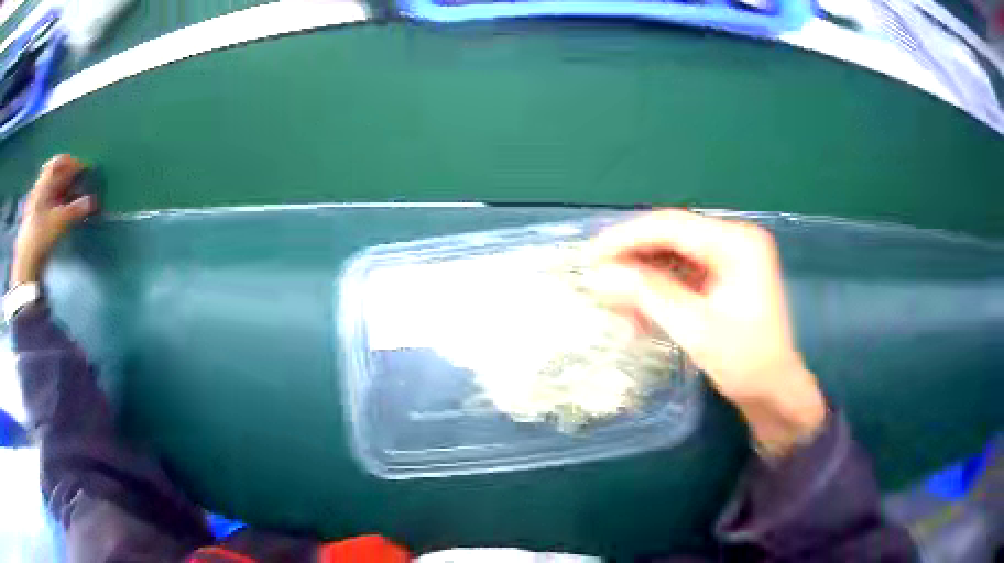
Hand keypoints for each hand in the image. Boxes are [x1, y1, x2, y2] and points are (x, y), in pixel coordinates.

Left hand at [11, 155, 96, 285]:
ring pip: (51, 190)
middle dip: (67, 176)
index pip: (58, 162)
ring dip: (62, 190)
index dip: (72, 163)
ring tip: (73, 196)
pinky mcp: (35, 220)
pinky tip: (62, 210)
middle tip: (80, 182)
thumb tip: (92, 201)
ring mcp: (35, 205)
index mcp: (43, 184)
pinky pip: (47, 203)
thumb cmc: (40, 236)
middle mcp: (38, 190)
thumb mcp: (59, 222)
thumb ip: (76, 210)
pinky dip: (57, 202)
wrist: (26, 263)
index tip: (84, 169)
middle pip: (54, 175)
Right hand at [588, 210, 826, 457]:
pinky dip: (658, 287)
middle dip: (631, 255)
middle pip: (671, 235)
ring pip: (673, 253)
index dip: (626, 238)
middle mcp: (734, 239)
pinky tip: (637, 305)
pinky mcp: (724, 276)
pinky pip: (682, 271)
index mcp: (737, 242)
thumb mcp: (695, 328)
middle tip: (593, 274)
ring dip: (642, 273)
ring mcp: (730, 257)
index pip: (671, 226)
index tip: (589, 256)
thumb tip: (599, 274)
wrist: (774, 391)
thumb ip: (648, 294)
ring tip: (611, 293)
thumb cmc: (745, 361)